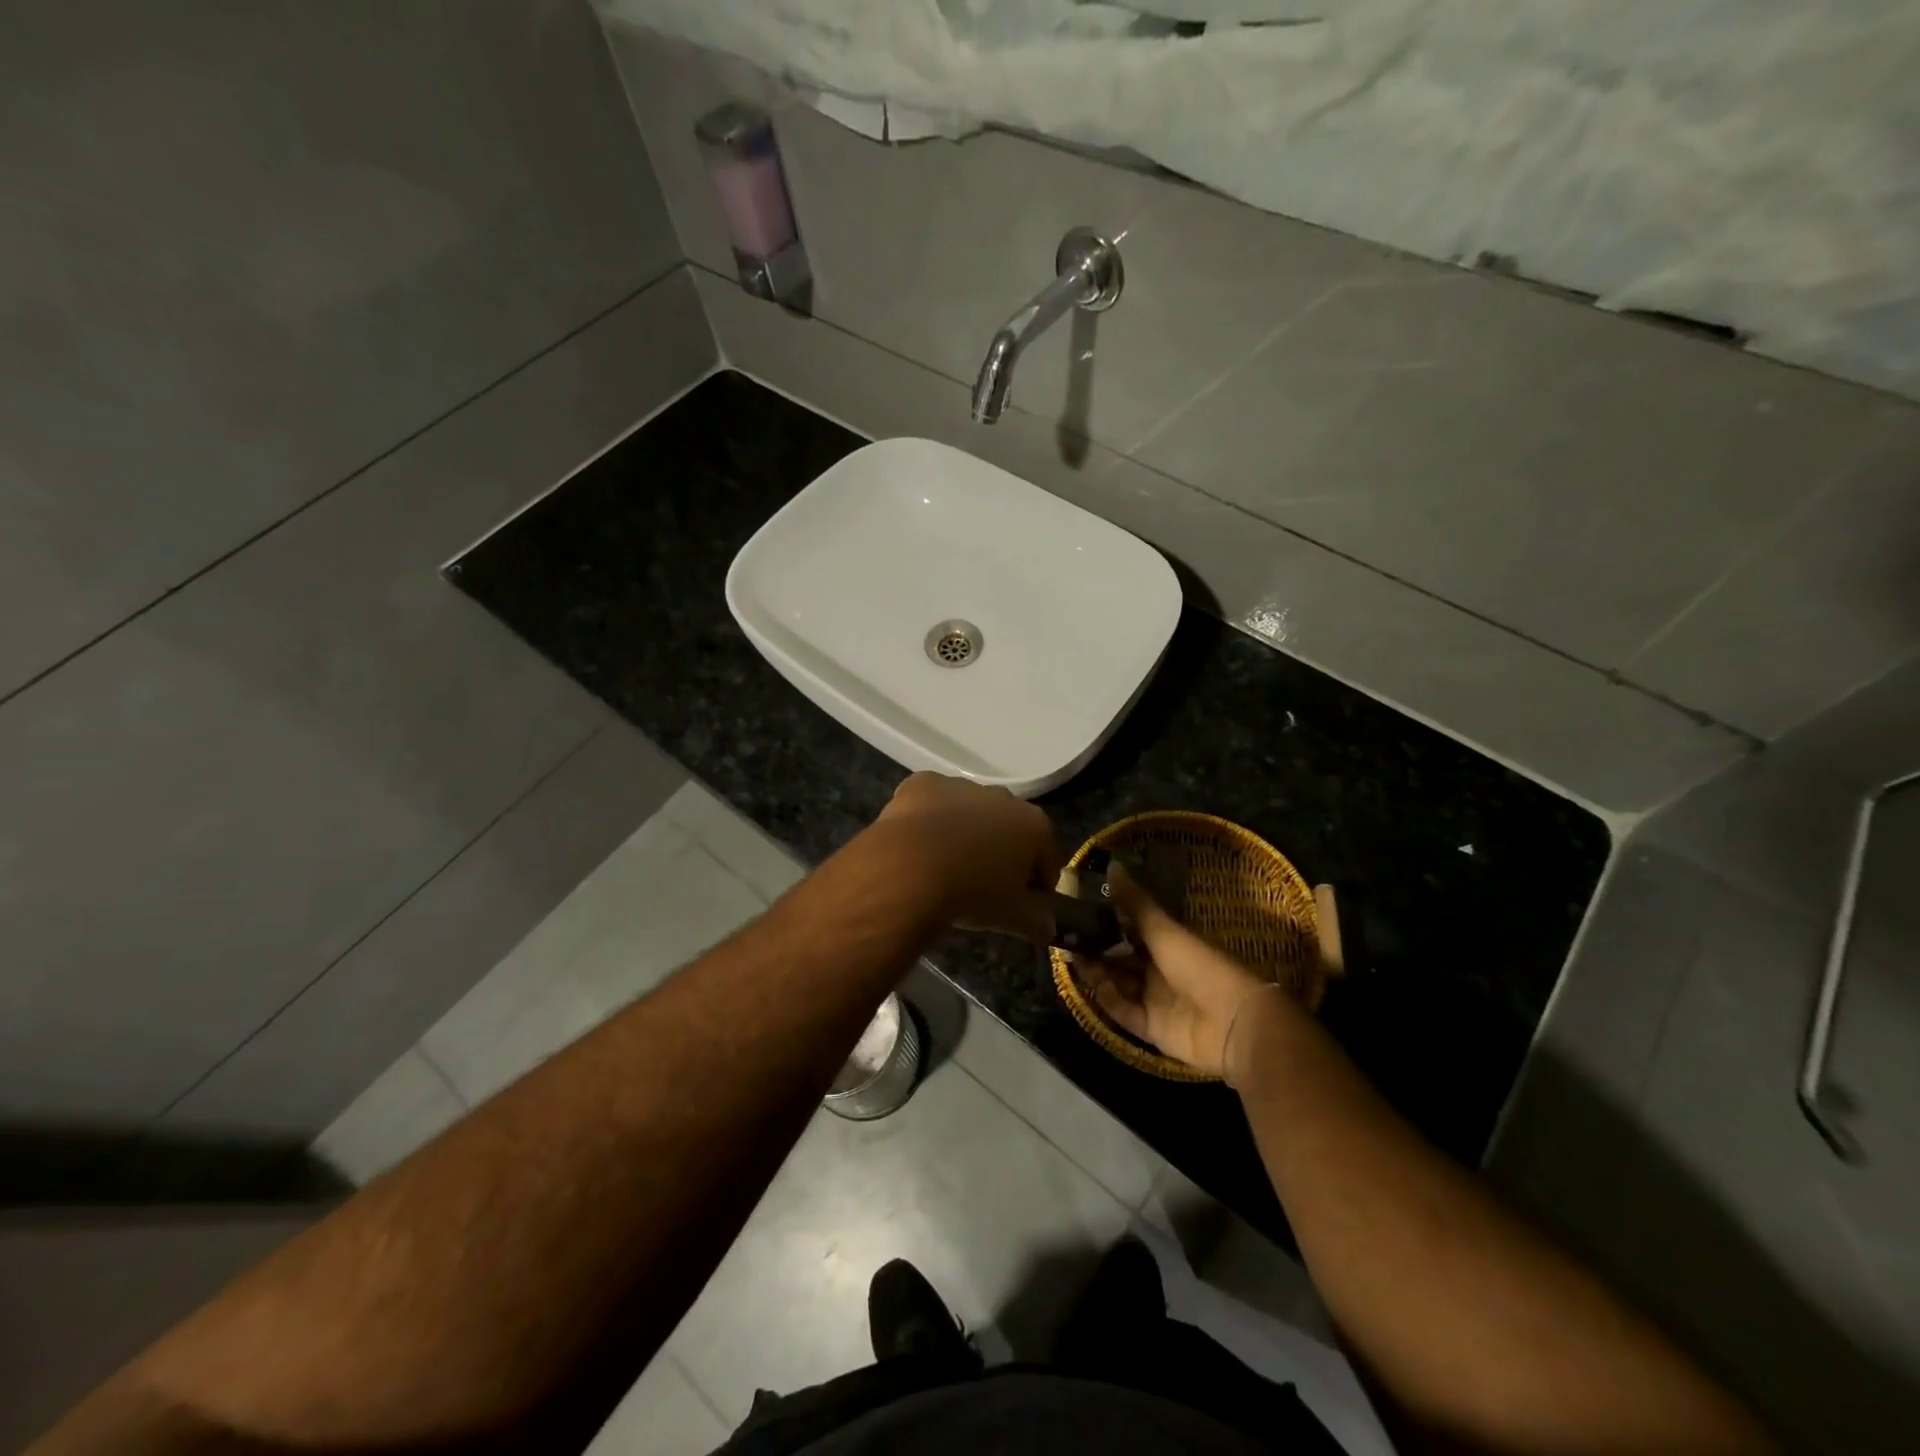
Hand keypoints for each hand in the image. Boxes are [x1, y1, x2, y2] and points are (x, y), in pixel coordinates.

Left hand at [873, 772, 1059, 942]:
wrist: (909, 870)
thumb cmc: (972, 893)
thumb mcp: (1013, 918)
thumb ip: (1038, 922)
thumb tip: (1048, 928)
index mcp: (1033, 825)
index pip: (1045, 857)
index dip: (1037, 882)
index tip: (1024, 902)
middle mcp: (1002, 796)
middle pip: (1008, 827)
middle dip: (1000, 851)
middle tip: (982, 884)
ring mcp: (961, 785)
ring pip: (968, 811)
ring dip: (964, 831)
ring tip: (944, 865)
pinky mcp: (923, 783)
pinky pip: (931, 801)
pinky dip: (928, 818)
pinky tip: (917, 843)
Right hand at [1075, 864, 1287, 1082]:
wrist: (1234, 1023)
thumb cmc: (1200, 966)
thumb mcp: (1164, 930)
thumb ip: (1135, 903)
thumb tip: (1112, 864)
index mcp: (1168, 944)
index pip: (1130, 929)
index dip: (1105, 921)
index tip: (1077, 910)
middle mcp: (1160, 970)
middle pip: (1120, 958)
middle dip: (1096, 948)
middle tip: (1067, 937)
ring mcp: (1155, 1001)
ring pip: (1118, 984)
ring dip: (1097, 972)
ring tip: (1073, 958)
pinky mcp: (1151, 1029)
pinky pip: (1123, 1012)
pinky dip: (1108, 1000)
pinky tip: (1095, 986)